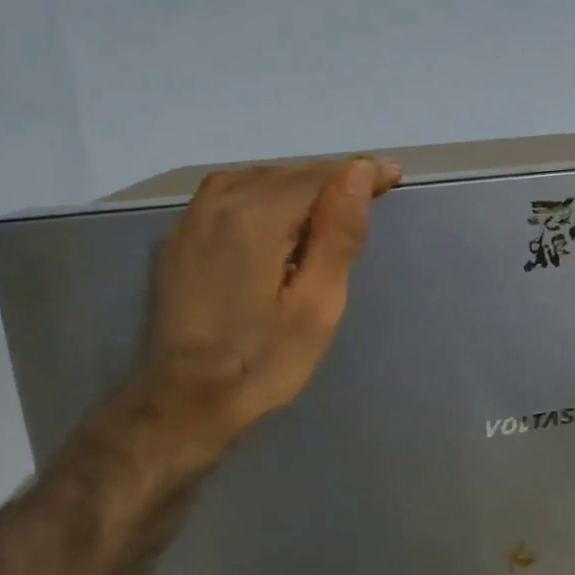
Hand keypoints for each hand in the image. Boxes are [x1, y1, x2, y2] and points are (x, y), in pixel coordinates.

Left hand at [135, 157, 401, 451]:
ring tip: (334, 202)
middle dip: (333, 177)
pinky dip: (266, 193)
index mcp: (256, 218)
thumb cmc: (262, 362)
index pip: (319, 176)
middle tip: (375, 190)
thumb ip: (337, 234)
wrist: (184, 402)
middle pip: (289, 172)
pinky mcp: (180, 237)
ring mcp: (192, 218)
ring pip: (259, 178)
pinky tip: (281, 216)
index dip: (361, 173)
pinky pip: (230, 194)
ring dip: (300, 183)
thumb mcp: (317, 307)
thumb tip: (358, 172)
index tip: (395, 177)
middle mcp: (219, 203)